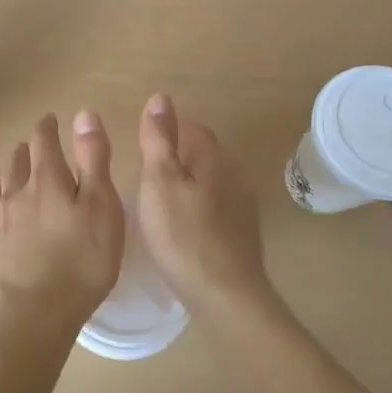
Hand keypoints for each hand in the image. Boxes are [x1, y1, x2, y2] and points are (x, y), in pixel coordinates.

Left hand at [0, 111, 124, 343]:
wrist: (35, 315)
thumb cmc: (81, 261)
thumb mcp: (102, 206)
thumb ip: (93, 159)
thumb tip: (82, 114)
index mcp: (47, 181)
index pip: (43, 142)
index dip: (47, 128)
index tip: (50, 120)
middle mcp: (15, 196)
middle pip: (16, 165)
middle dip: (25, 153)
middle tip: (30, 149)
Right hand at [136, 95, 282, 315]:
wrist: (226, 295)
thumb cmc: (183, 236)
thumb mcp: (159, 183)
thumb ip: (159, 141)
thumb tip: (160, 97)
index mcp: (213, 160)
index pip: (195, 130)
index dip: (172, 129)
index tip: (147, 139)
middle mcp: (234, 177)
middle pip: (206, 155)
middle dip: (180, 156)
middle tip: (149, 171)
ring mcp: (244, 208)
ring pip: (213, 183)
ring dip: (191, 184)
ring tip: (162, 200)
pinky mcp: (243, 237)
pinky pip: (218, 210)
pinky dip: (200, 209)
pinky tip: (185, 228)